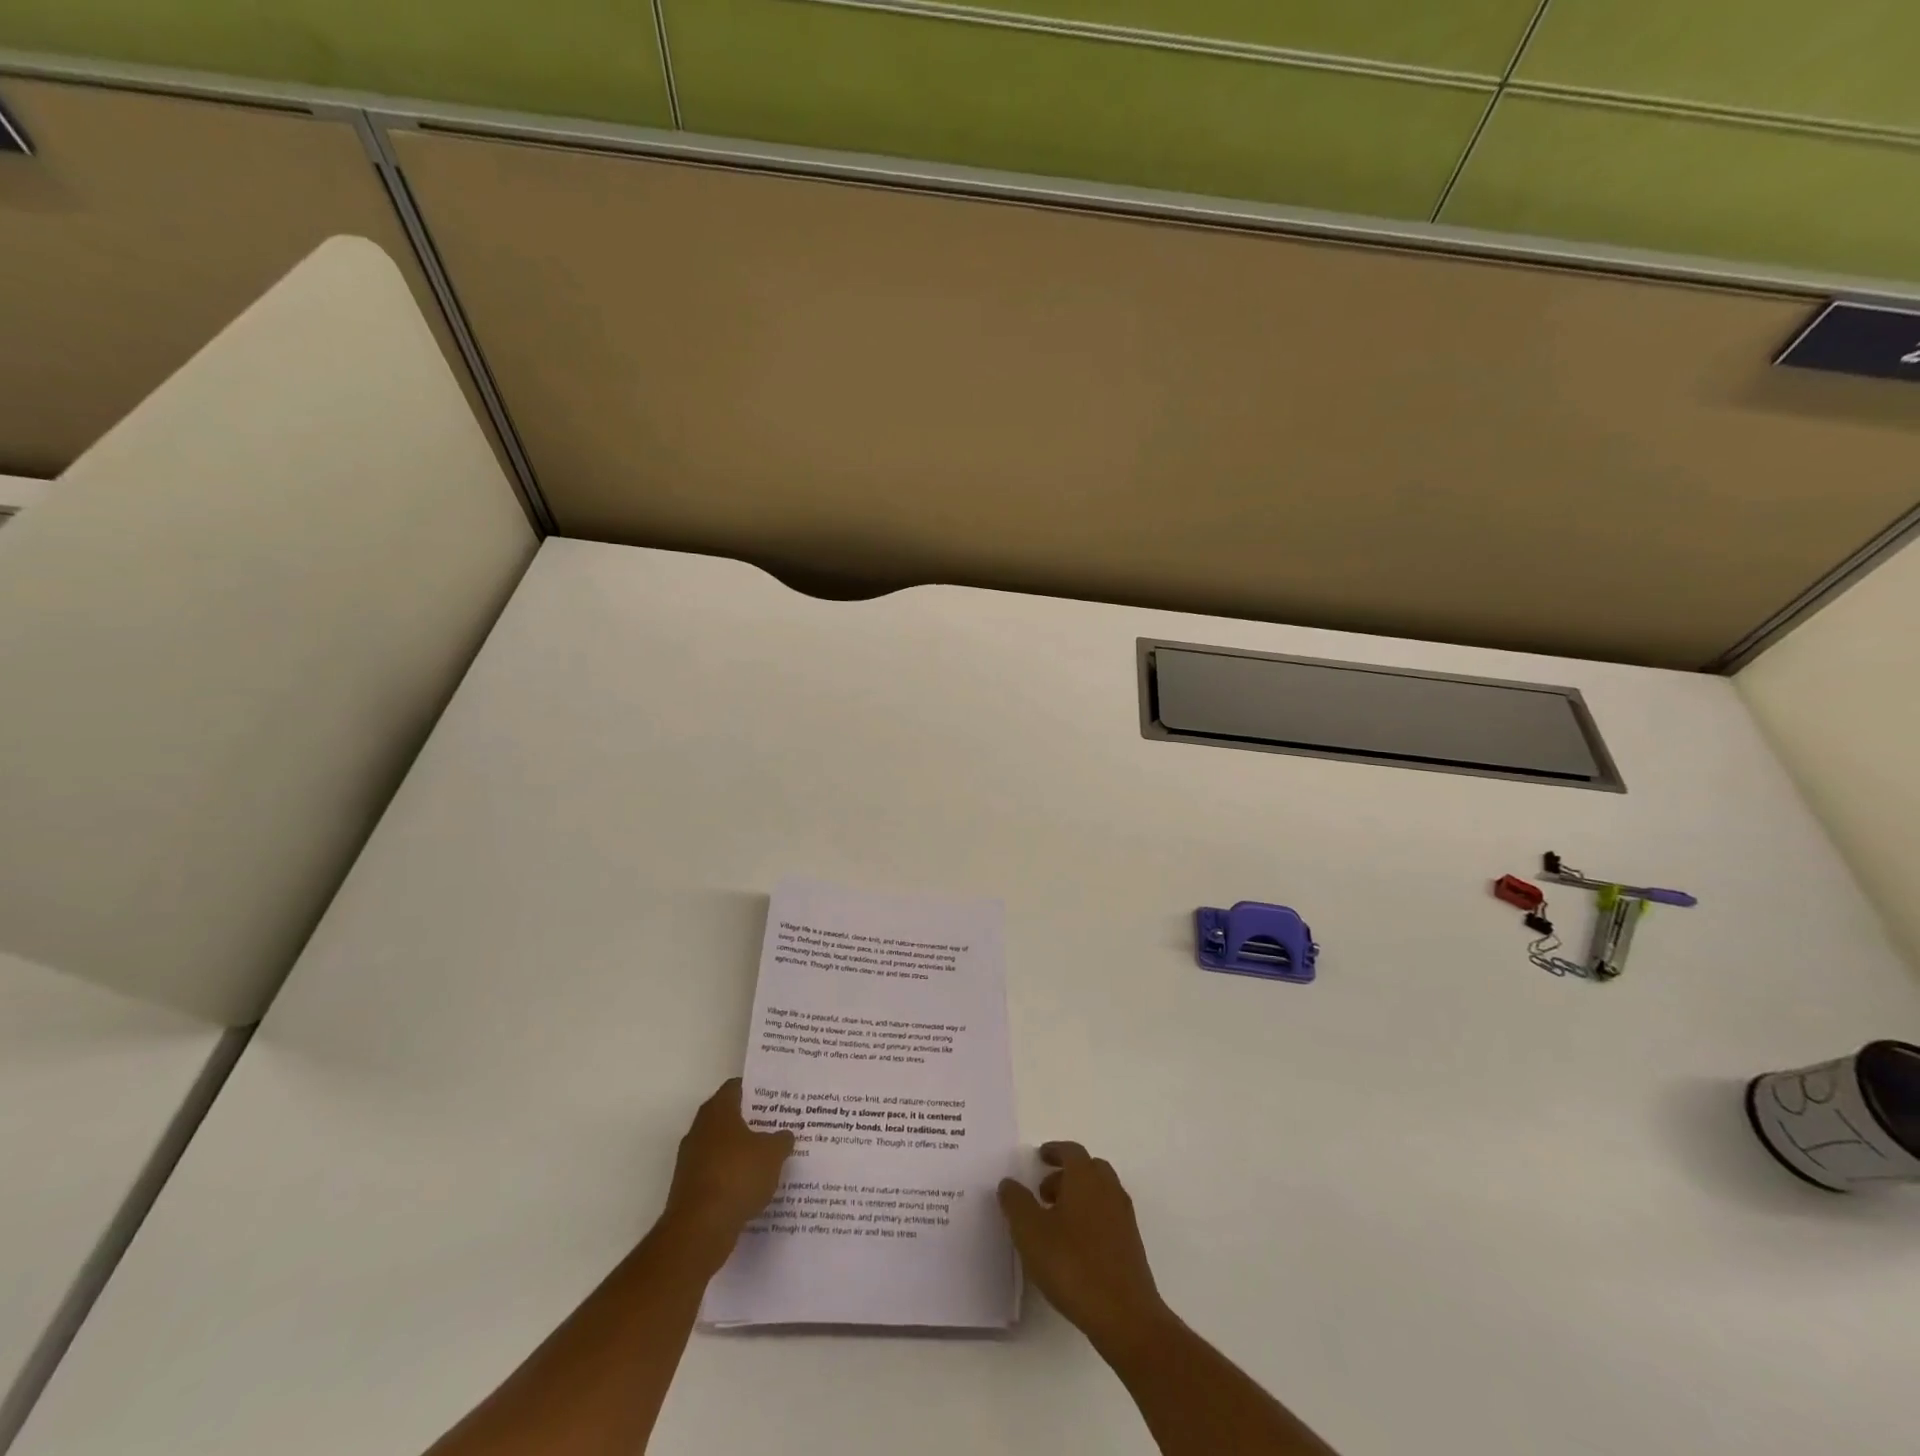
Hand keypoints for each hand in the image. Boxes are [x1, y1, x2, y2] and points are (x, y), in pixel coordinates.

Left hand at [662, 1080, 793, 1253]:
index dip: (756, 1090)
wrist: (699, 1230)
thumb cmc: (737, 1176)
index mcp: (718, 1111)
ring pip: (722, 1148)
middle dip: (751, 1122)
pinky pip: (716, 1174)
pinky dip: (731, 1178)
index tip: (775, 1097)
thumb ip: (781, 1139)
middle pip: (728, 1117)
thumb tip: (784, 1135)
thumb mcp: (772, 1154)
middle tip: (777, 1126)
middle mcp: (699, 1130)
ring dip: (741, 1153)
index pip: (736, 1087)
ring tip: (769, 1159)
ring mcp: (690, 1161)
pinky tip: (752, 1188)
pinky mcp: (688, 1189)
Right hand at [999, 1142, 1167, 1351]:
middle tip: (1043, 1192)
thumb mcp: (1030, 1232)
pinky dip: (1090, 1218)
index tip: (1040, 1157)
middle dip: (1065, 1174)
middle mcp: (1108, 1189)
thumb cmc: (1072, 1265)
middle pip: (1088, 1168)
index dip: (1054, 1151)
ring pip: (1099, 1193)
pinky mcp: (1131, 1244)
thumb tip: (1009, 1183)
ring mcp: (1123, 1217)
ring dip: (1078, 1197)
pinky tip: (1074, 1246)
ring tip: (1055, 1222)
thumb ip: (1016, 1203)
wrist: (1124, 1315)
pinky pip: (1108, 1216)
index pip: (1071, 1151)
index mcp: (1086, 1177)